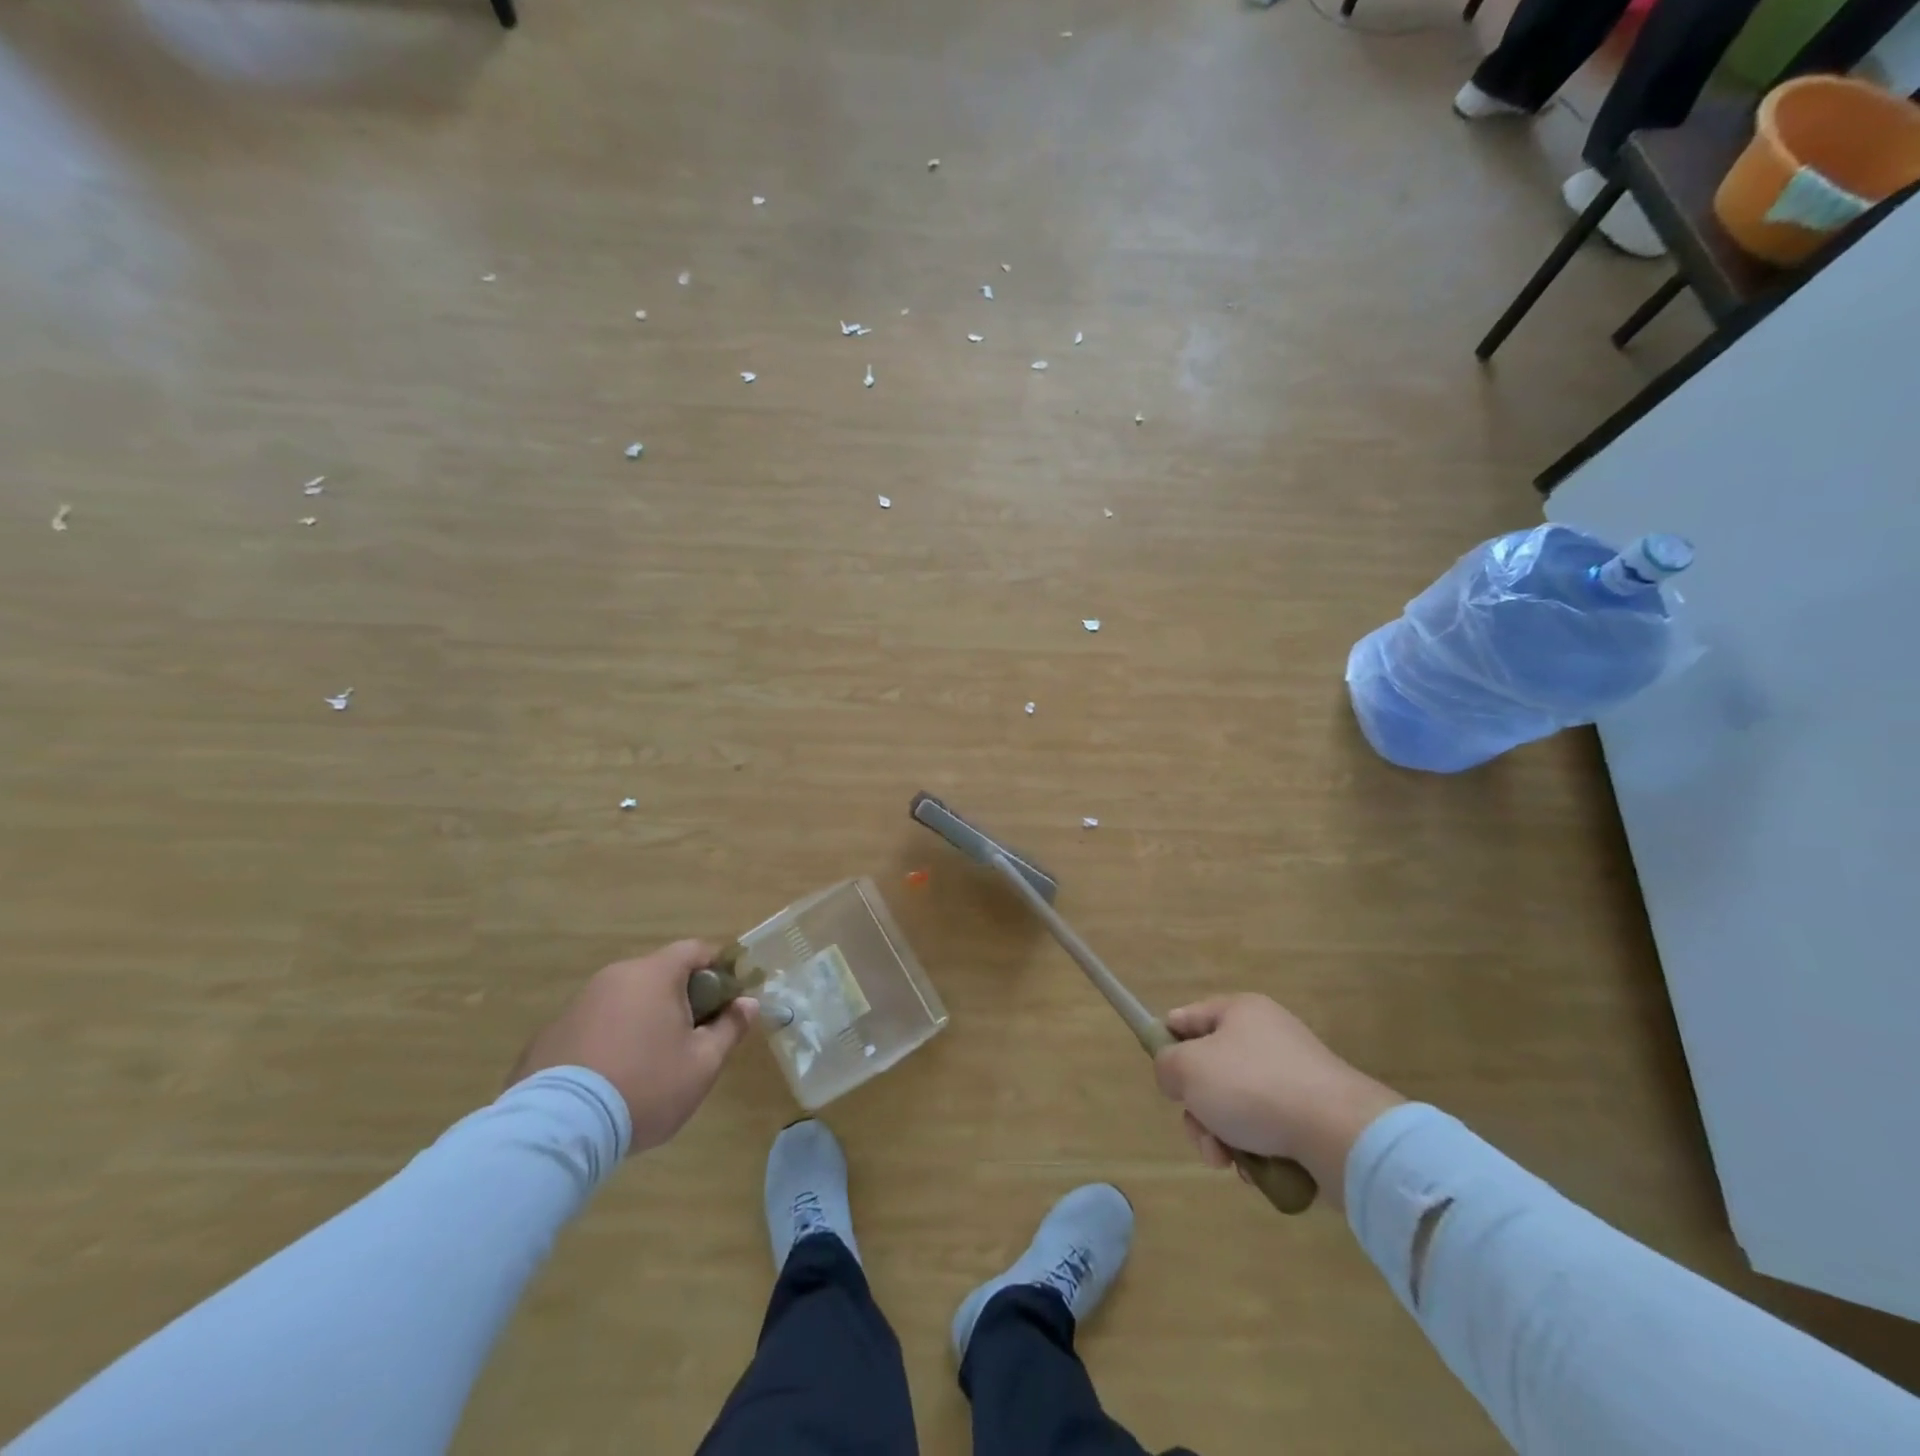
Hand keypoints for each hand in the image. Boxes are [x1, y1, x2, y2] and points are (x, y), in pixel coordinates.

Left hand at [507, 941, 758, 1153]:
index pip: (696, 950)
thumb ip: (729, 1028)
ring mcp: (577, 1004)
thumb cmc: (645, 1087)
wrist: (559, 1130)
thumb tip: (747, 1003)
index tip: (727, 999)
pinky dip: (608, 1040)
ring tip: (648, 1064)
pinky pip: (593, 1026)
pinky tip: (609, 1079)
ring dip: (642, 1019)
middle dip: (680, 998)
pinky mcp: (548, 1035)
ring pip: (624, 1000)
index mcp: (654, 974)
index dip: (718, 969)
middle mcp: (614, 977)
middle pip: (659, 974)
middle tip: (691, 1038)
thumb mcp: (702, 1064)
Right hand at [1152, 994, 1402, 1209]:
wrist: (1339, 1134)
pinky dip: (1254, 1149)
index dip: (1167, 1044)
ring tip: (1228, 1161)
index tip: (1165, 1078)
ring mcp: (1293, 1075)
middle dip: (1198, 1108)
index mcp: (1239, 1010)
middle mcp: (1267, 1035)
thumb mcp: (1188, 1068)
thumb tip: (1176, 1076)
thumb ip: (1166, 1065)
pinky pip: (1267, 1127)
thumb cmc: (1254, 1088)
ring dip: (1222, 1135)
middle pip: (1210, 1069)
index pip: (1186, 1018)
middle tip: (1202, 1134)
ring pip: (1235, 1104)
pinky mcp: (1313, 1113)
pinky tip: (1256, 1169)